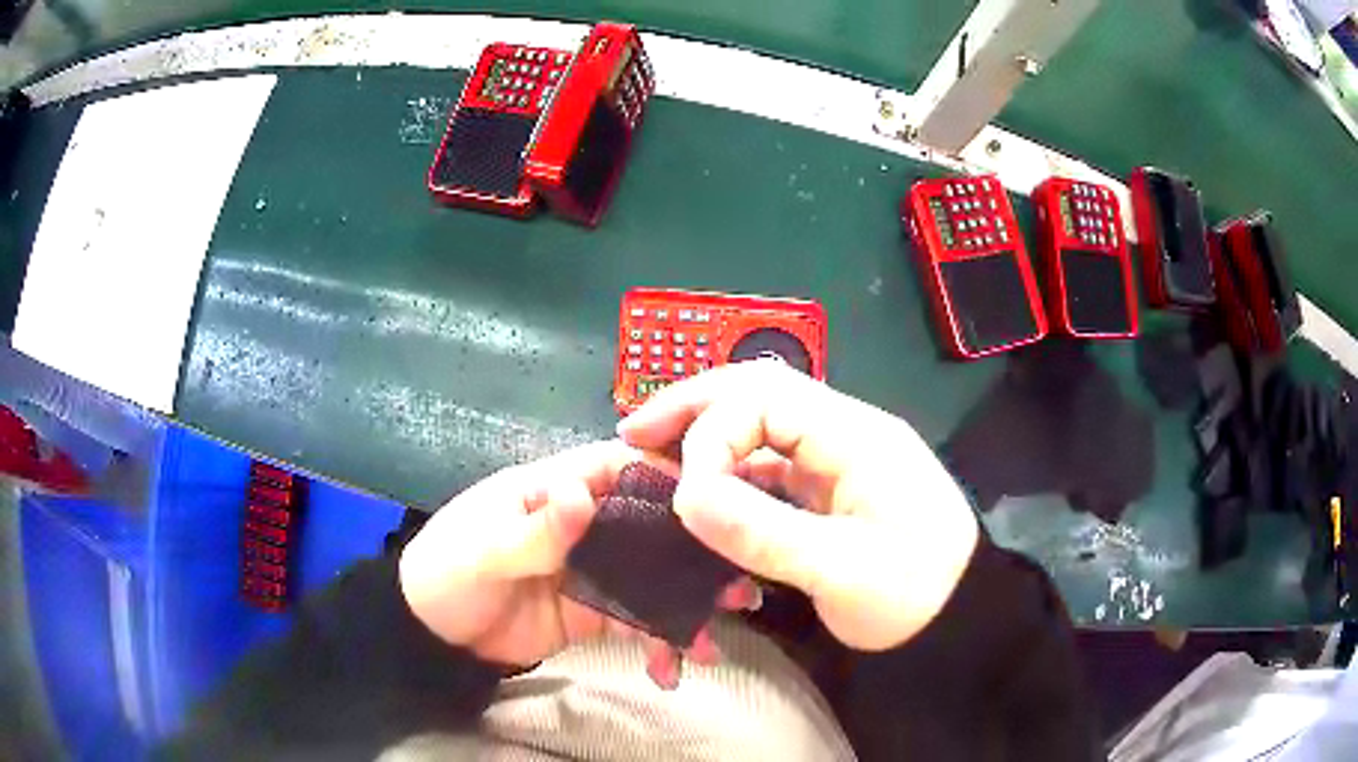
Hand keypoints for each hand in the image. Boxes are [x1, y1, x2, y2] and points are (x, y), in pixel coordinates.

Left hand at [398, 441, 753, 683]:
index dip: (666, 479)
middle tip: (738, 588)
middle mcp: (585, 525)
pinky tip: (670, 670)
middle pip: (650, 527)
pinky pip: (638, 623)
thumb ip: (533, 529)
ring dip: (687, 607)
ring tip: (713, 642)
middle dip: (694, 556)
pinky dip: (658, 644)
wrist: (433, 635)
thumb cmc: (446, 573)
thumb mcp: (482, 550)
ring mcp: (595, 572)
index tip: (714, 506)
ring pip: (653, 579)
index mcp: (556, 490)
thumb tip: (579, 491)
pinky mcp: (596, 613)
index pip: (618, 469)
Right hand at [618, 360, 978, 651]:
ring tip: (655, 456)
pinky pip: (770, 464)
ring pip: (760, 427)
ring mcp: (837, 458)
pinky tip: (702, 492)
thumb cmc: (914, 593)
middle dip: (693, 408)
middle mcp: (843, 433)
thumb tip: (685, 497)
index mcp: (855, 436)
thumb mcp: (843, 572)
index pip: (766, 399)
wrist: (961, 617)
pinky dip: (729, 471)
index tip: (683, 492)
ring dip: (707, 436)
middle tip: (635, 431)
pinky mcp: (831, 488)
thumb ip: (764, 533)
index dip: (711, 434)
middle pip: (759, 393)